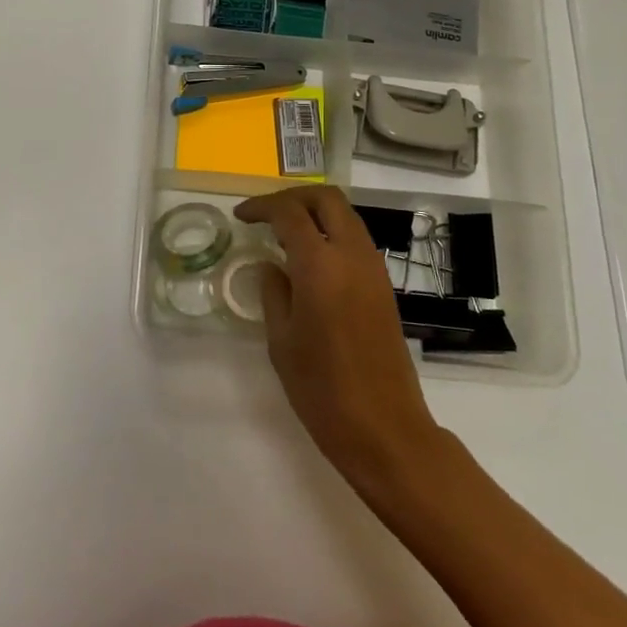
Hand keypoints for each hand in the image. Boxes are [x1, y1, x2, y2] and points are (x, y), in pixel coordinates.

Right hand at [235, 187, 441, 498]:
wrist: (385, 429)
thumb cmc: (322, 389)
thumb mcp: (281, 340)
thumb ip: (273, 292)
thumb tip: (271, 265)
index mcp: (320, 265)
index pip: (290, 212)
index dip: (262, 207)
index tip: (241, 216)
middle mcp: (352, 256)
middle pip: (327, 199)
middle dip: (293, 197)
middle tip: (266, 214)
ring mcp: (374, 270)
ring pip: (346, 217)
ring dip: (315, 214)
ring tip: (284, 234)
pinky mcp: (384, 287)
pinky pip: (356, 241)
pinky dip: (331, 234)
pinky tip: (309, 260)